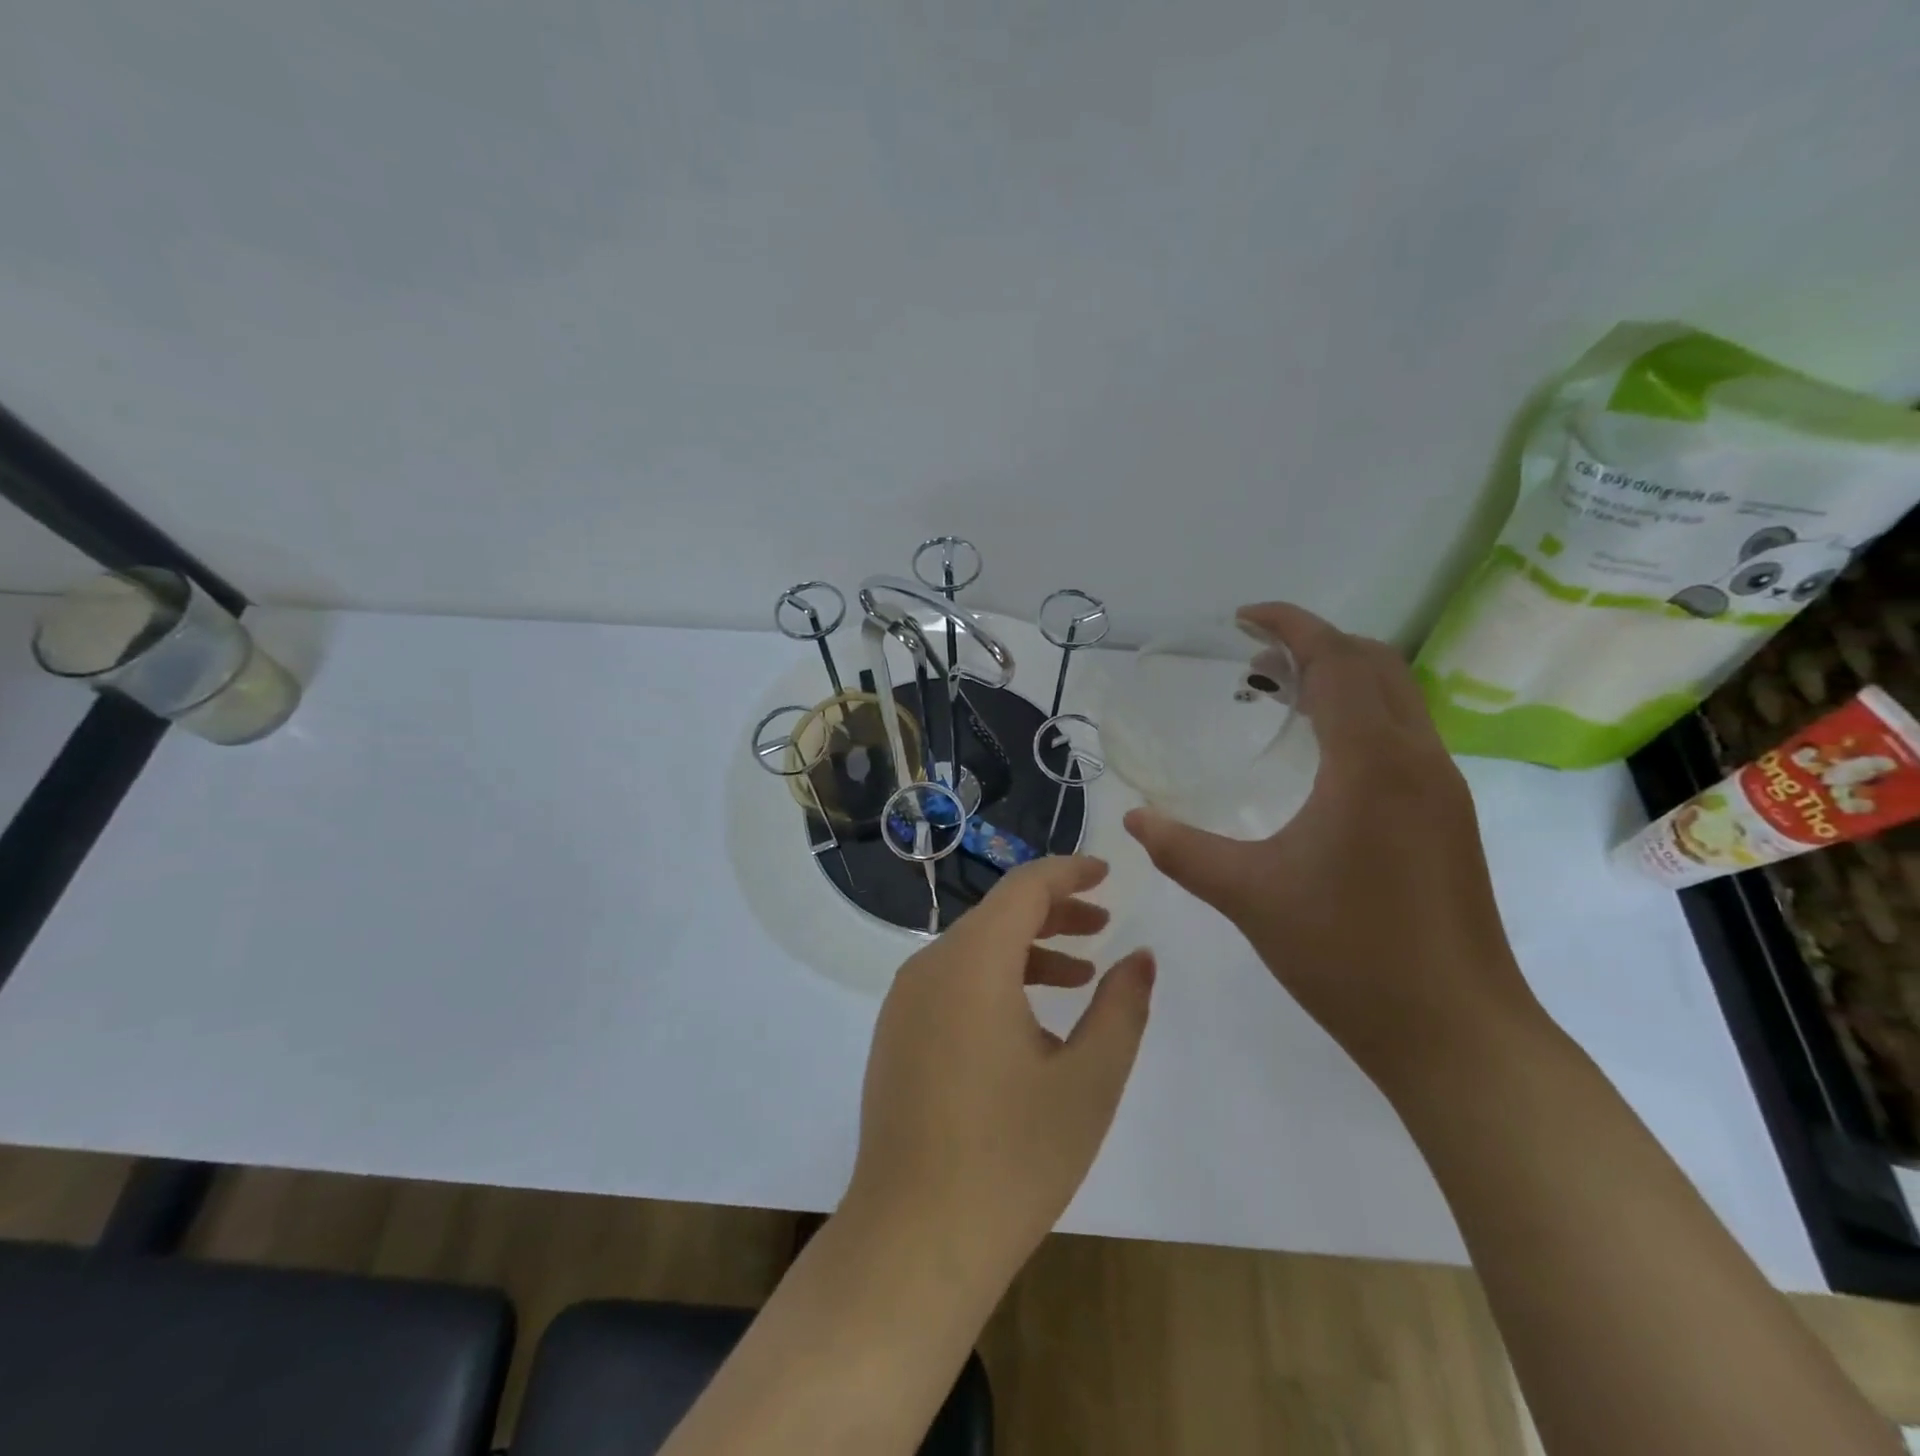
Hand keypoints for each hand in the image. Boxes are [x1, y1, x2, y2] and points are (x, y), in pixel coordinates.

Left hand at [844, 856, 1154, 1281]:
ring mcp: (904, 1002)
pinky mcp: (896, 1035)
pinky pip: (951, 983)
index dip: (1068, 873)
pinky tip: (1031, 1023)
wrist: (913, 1240)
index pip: (1023, 888)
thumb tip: (1140, 957)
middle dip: (1053, 913)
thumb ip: (1121, 1008)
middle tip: (1103, 926)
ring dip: (1027, 951)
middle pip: (997, 916)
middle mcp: (929, 966)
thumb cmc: (1012, 1156)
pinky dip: (995, 981)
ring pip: (973, 950)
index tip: (1107, 874)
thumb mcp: (1088, 1080)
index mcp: (971, 962)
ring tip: (1079, 976)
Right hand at [1123, 602, 1539, 1085]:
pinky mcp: (1448, 819)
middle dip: (1316, 645)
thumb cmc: (1347, 954)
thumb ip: (1182, 849)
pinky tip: (1320, 759)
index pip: (1337, 660)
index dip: (1290, 626)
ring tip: (1279, 698)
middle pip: (1376, 665)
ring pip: (1397, 699)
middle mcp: (1416, 760)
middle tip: (1254, 660)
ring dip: (1341, 680)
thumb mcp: (1248, 895)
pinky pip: (1404, 736)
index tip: (1243, 617)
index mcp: (1371, 763)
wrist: (1454, 1031)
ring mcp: (1441, 790)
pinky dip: (1360, 716)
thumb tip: (1133, 818)